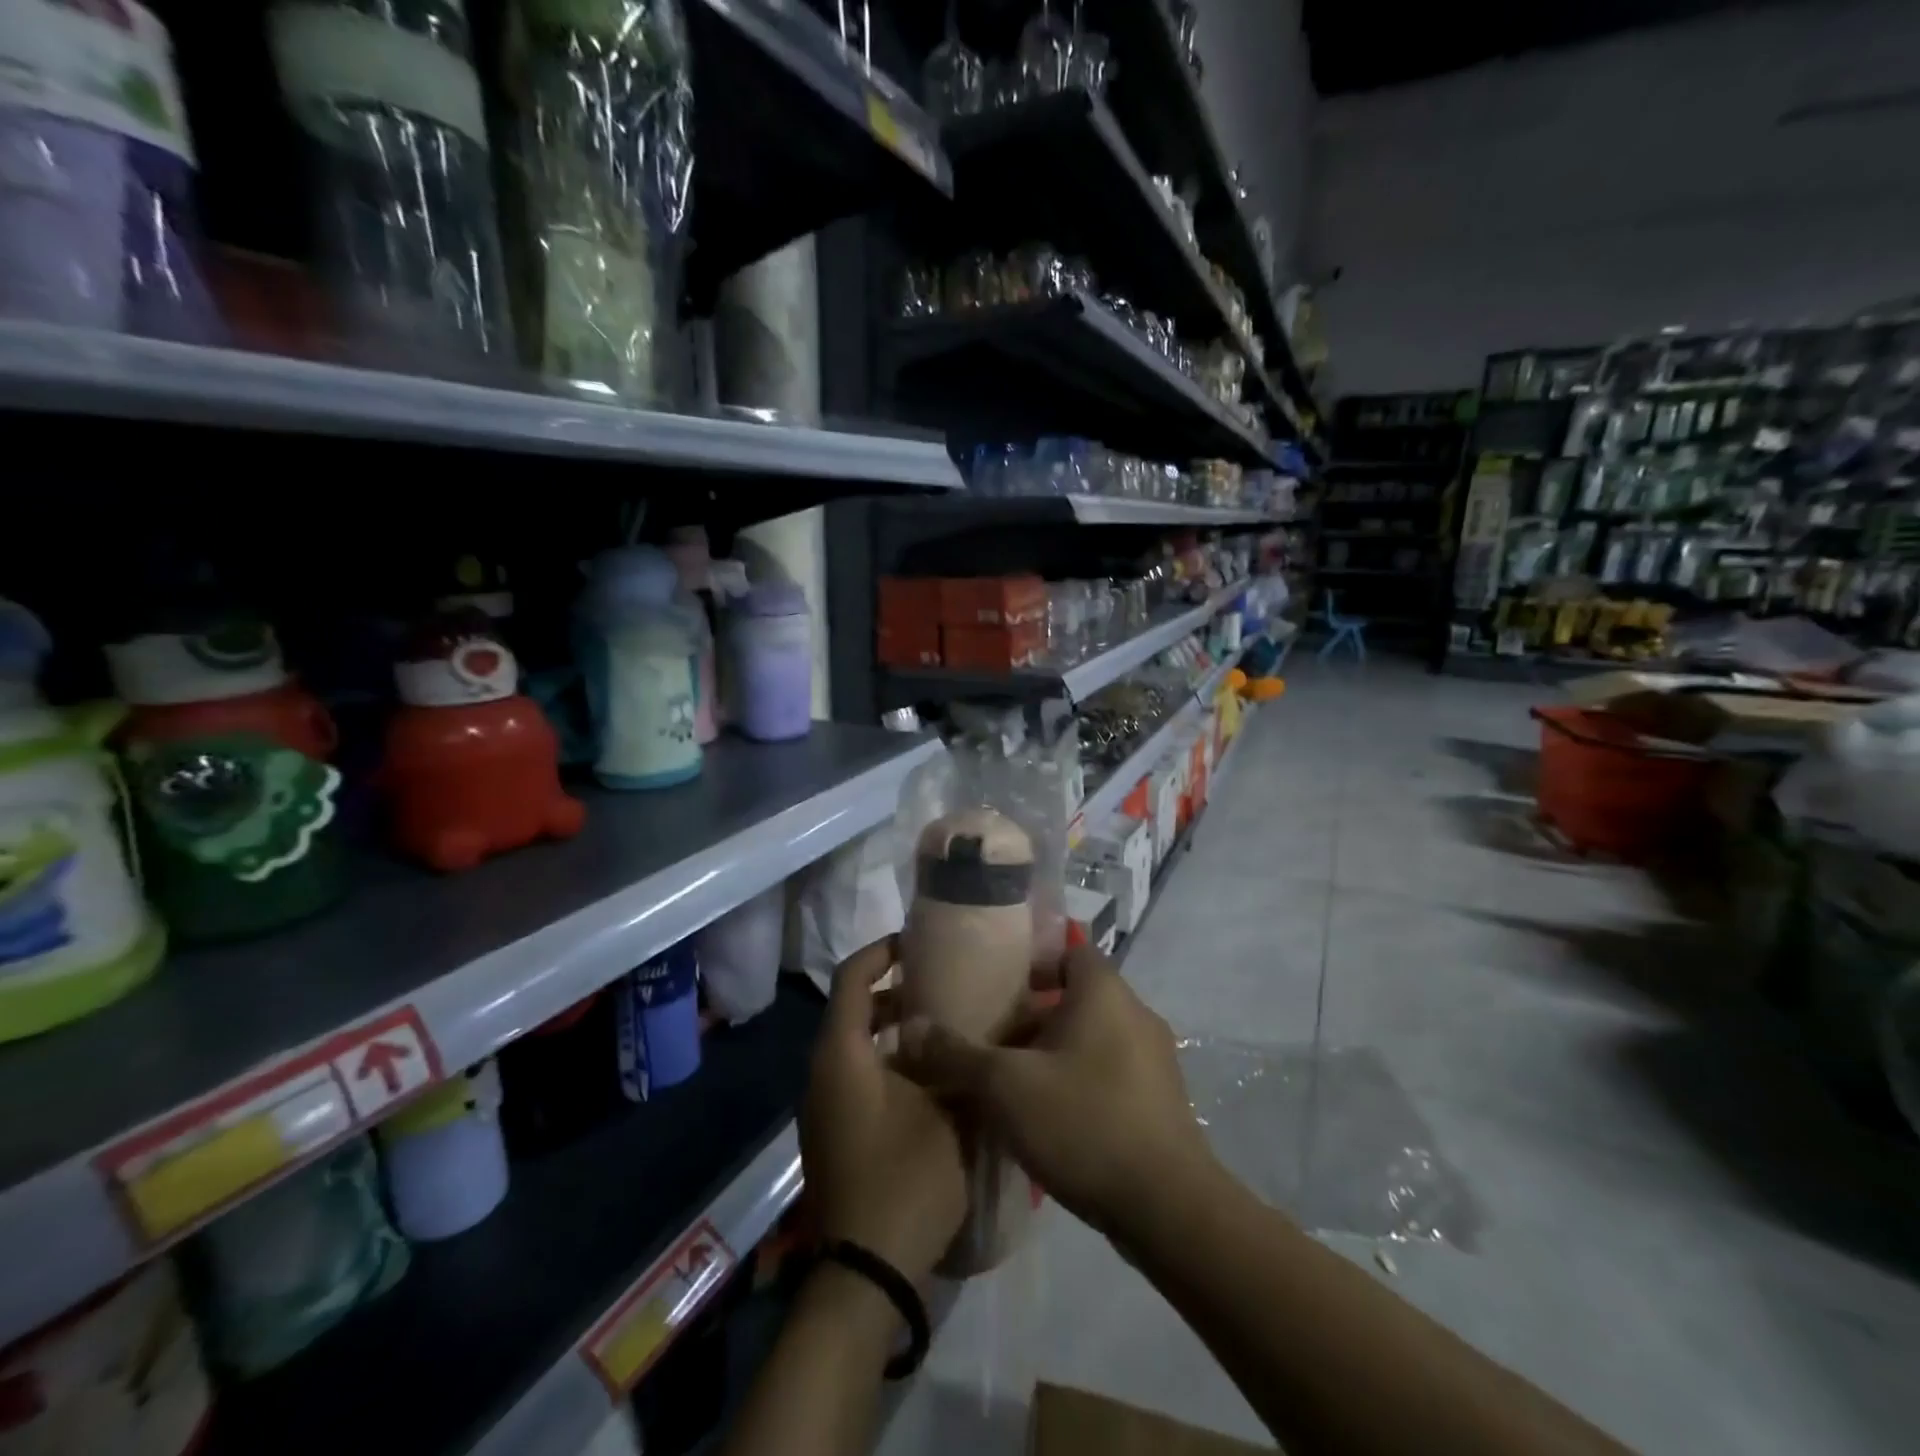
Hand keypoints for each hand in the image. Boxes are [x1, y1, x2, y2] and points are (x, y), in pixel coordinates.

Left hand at [800, 937, 967, 1285]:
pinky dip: (888, 1059)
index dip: (882, 950)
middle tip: (942, 982)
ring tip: (944, 1024)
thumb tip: (972, 1032)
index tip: (918, 940)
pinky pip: (857, 1074)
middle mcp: (823, 1071)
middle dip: (895, 988)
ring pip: (856, 1044)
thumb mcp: (947, 1114)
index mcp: (842, 1054)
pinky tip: (931, 1075)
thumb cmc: (905, 1179)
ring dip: (894, 1027)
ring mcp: (824, 1104)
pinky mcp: (834, 1132)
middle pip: (853, 1008)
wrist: (866, 1272)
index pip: (852, 977)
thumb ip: (958, 1063)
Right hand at [896, 943, 1214, 1241]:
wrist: (1169, 1209)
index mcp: (1104, 991)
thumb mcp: (1006, 1087)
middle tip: (989, 1036)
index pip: (1068, 949)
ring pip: (1090, 1036)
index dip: (1030, 961)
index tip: (994, 984)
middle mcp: (1135, 1013)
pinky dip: (1077, 1079)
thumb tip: (909, 1028)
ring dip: (1052, 1051)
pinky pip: (1108, 1070)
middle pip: (1075, 995)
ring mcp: (1154, 1058)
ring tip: (1010, 1080)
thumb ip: (955, 1054)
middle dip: (1031, 1014)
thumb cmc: (1085, 1123)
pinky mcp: (1160, 1100)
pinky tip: (1047, 1116)